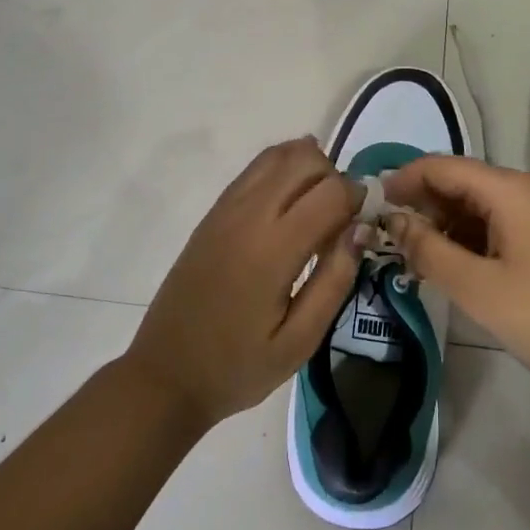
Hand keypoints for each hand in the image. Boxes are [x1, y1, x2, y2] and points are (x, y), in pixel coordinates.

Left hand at [124, 137, 361, 428]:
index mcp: (272, 249)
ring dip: (308, 168)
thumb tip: (359, 230)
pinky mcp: (213, 212)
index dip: (358, 198)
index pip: (330, 191)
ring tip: (316, 208)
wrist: (165, 374)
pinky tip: (291, 202)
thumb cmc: (237, 366)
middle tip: (341, 218)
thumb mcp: (299, 342)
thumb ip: (334, 281)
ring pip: (278, 154)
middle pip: (305, 160)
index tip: (364, 223)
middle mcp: (248, 215)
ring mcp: (226, 208)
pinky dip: (282, 170)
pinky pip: (255, 169)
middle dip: (335, 177)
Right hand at [381, 156, 529, 408]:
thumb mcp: (479, 289)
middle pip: (465, 182)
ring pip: (486, 205)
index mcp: (512, 189)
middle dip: (426, 206)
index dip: (404, 180)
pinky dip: (478, 238)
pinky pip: (508, 223)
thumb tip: (394, 220)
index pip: (443, 166)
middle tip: (393, 241)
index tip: (374, 206)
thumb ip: (429, 250)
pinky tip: (464, 267)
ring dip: (450, 225)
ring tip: (422, 259)